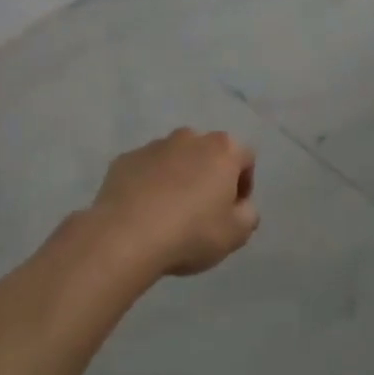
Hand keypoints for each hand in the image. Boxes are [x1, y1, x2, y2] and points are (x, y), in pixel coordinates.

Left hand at [86, 128, 259, 276]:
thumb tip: (241, 206)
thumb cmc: (191, 232)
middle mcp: (189, 138)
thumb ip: (248, 214)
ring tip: (169, 212)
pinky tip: (143, 212)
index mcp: (222, 149)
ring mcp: (154, 146)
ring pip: (175, 159)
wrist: (125, 237)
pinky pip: (145, 170)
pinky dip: (149, 184)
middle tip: (203, 211)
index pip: (245, 158)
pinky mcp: (125, 160)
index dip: (243, 185)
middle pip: (208, 154)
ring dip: (178, 178)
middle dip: (209, 176)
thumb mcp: (236, 234)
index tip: (233, 211)